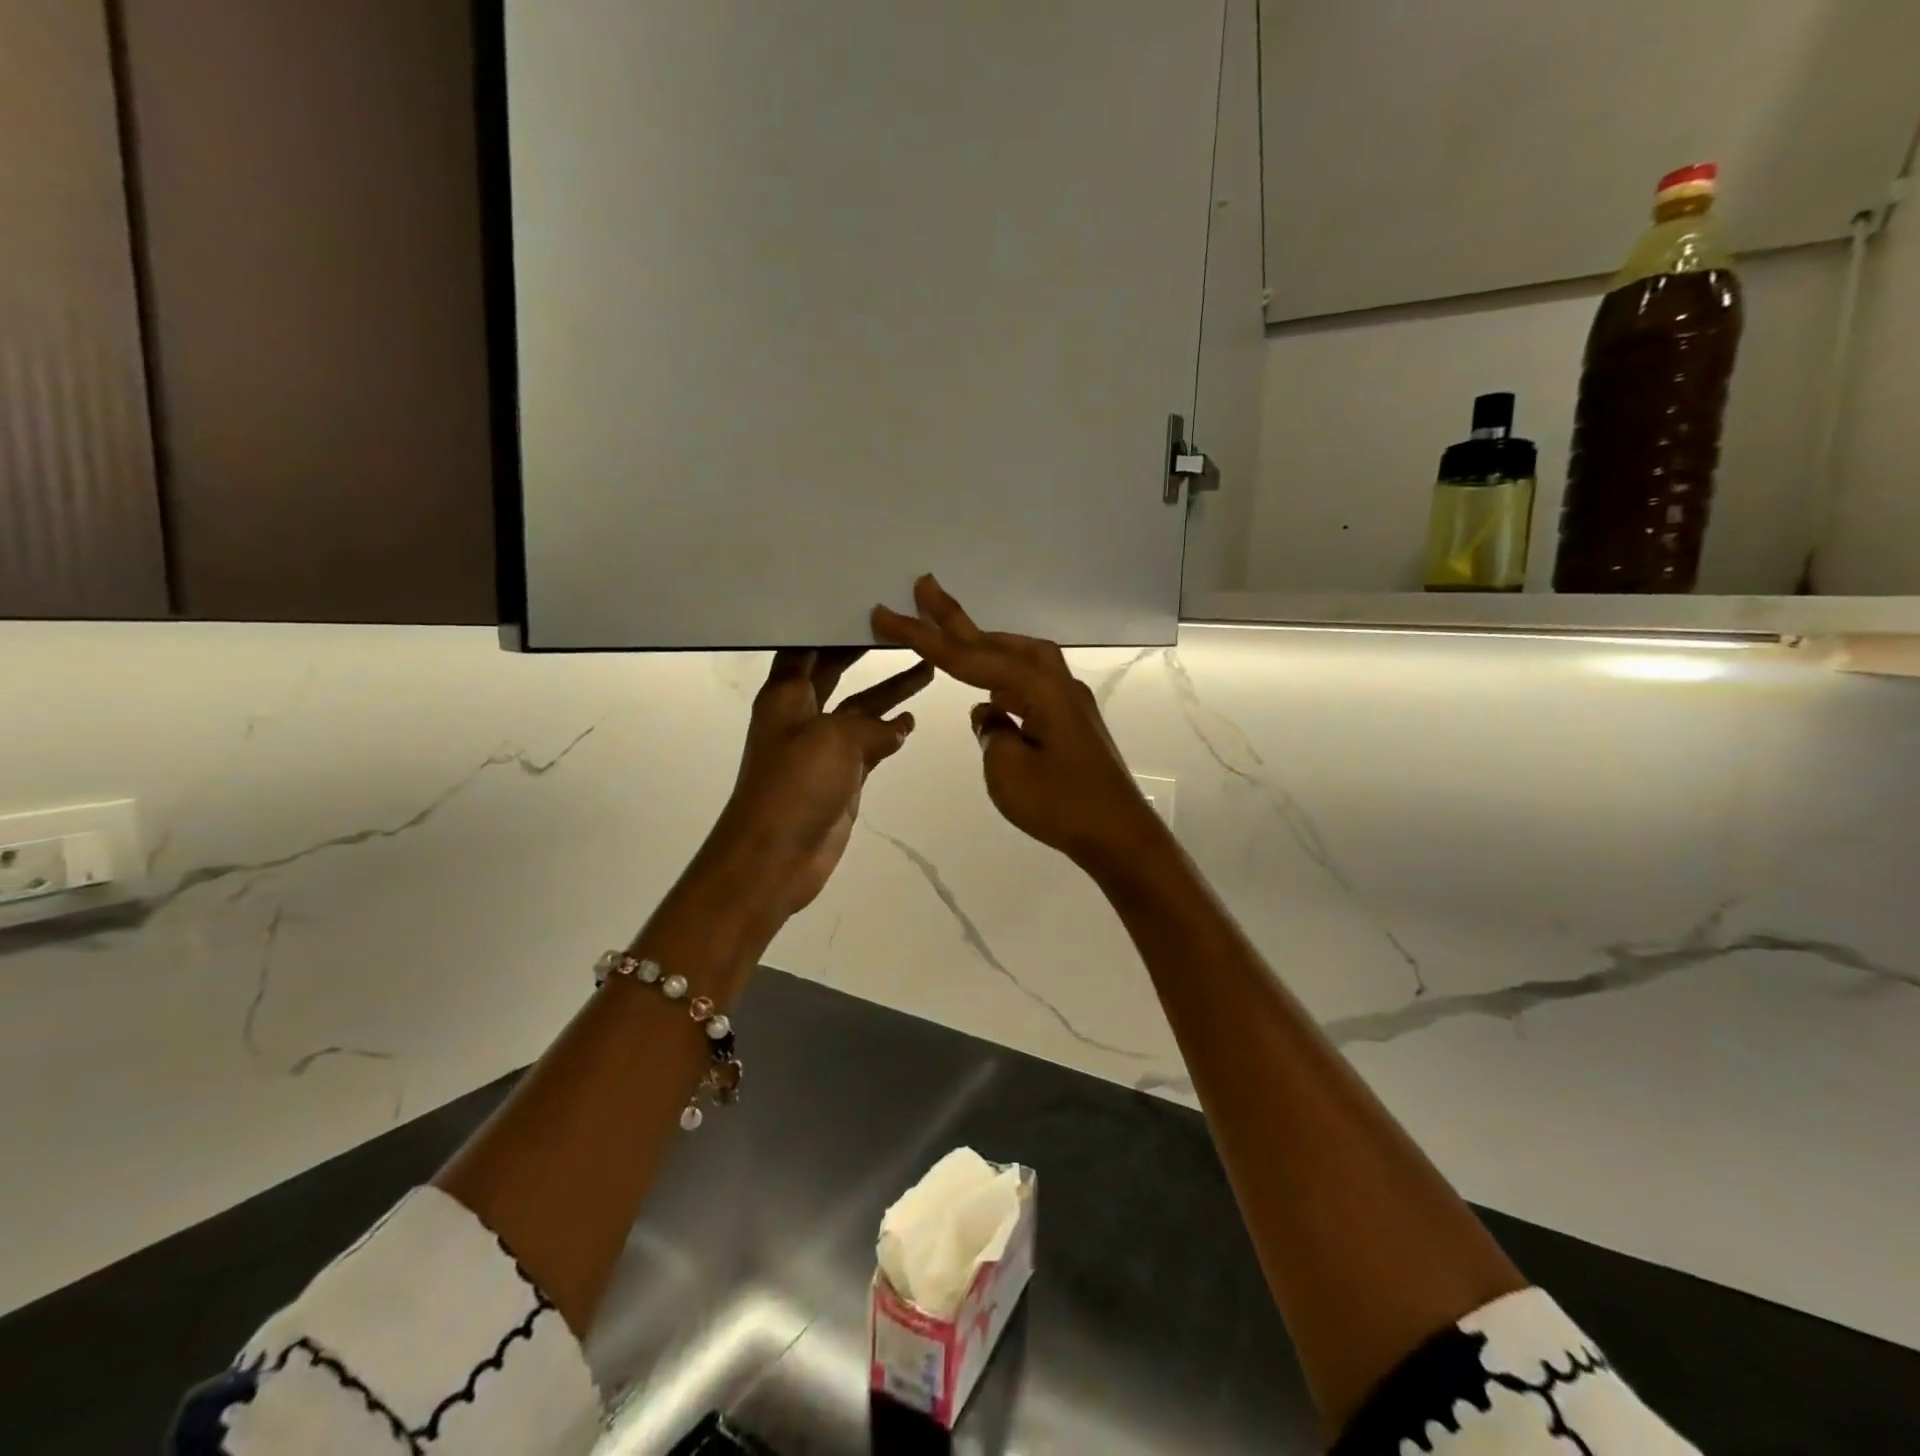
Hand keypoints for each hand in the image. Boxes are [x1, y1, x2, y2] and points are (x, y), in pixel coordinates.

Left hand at [703, 648, 932, 922]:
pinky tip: (912, 720)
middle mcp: (802, 714)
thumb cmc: (795, 787)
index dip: (828, 624)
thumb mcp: (835, 739)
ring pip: (860, 707)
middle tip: (901, 627)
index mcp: (786, 696)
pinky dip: (890, 731)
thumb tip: (896, 726)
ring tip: (926, 667)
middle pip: (836, 671)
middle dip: (865, 651)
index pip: (806, 646)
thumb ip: (871, 725)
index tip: (860, 601)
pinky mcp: (842, 775)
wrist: (776, 856)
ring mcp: (823, 746)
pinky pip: (870, 743)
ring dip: (889, 689)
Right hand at [873, 576, 1166, 874]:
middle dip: (955, 618)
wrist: (1120, 834)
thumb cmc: (1062, 804)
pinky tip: (991, 694)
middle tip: (924, 586)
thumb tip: (990, 714)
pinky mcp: (1071, 718)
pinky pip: (1029, 683)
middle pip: (995, 643)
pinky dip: (1003, 677)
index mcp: (1036, 689)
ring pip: (1016, 657)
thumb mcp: (1008, 771)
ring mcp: (1067, 699)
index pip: (968, 658)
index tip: (886, 616)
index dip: (923, 637)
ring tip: (950, 634)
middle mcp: (1055, 682)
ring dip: (982, 645)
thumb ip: (991, 732)